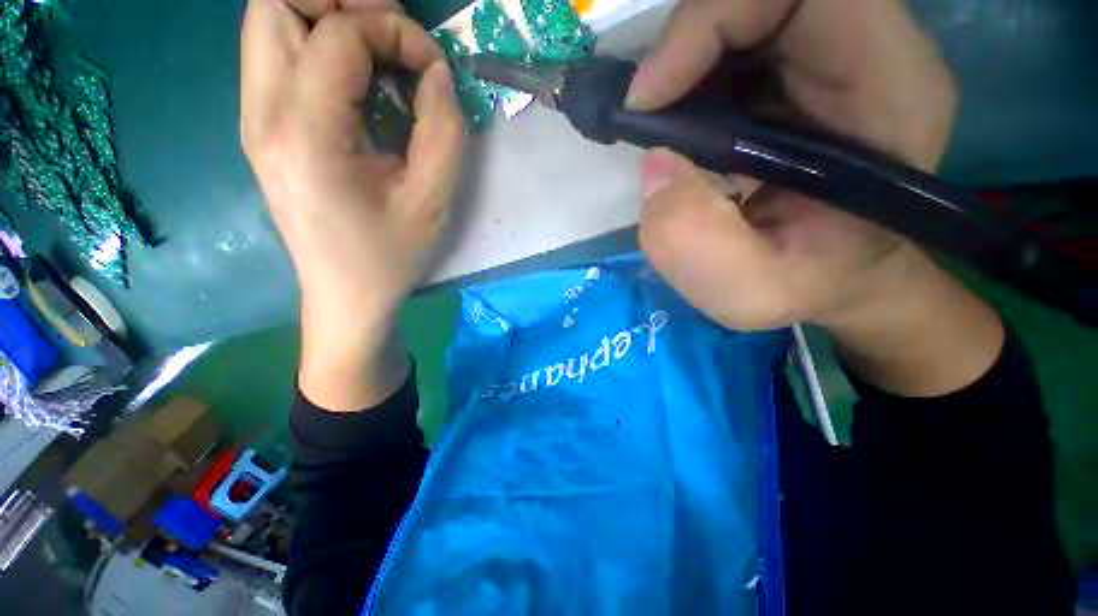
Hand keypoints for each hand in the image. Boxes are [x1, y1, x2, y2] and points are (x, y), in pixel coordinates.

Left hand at [241, 0, 465, 409]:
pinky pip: (276, 52)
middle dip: (342, 2)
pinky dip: (317, 42)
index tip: (432, 70)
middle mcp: (262, 114)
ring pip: (268, 18)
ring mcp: (253, 119)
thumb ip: (443, 129)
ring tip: (376, 51)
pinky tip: (355, 78)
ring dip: (326, 16)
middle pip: (275, 1)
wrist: (346, 296)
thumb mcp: (433, 200)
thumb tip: (435, 73)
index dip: (395, 32)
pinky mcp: (262, 128)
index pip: (338, 33)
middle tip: (391, 37)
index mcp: (306, 135)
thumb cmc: (391, 256)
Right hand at [631, 0, 1003, 394]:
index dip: (713, 19)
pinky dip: (690, 71)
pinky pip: (736, 34)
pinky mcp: (800, 66)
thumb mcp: (749, 292)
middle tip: (646, 112)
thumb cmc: (806, 288)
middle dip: (688, 39)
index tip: (650, 98)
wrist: (836, 278)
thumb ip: (694, 245)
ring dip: (686, 59)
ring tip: (663, 126)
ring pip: (747, 7)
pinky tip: (681, 126)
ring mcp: (835, 52)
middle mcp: (871, 50)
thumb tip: (655, 167)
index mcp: (888, 91)